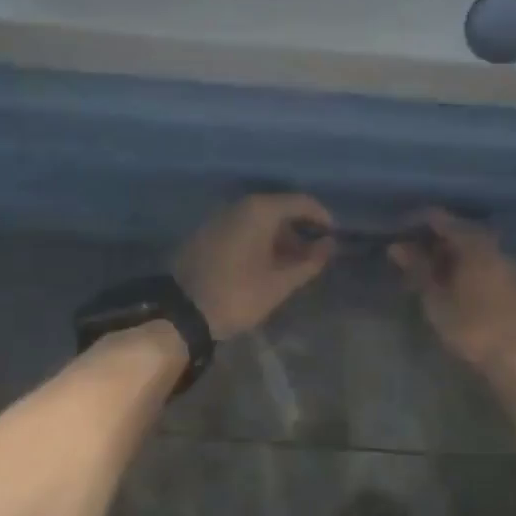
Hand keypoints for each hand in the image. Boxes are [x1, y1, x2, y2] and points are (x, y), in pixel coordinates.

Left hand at [174, 195, 336, 339]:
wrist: (181, 312)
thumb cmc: (238, 295)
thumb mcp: (280, 283)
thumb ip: (310, 261)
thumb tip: (329, 245)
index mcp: (260, 211)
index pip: (302, 202)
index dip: (323, 219)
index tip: (334, 239)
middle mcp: (240, 205)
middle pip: (280, 208)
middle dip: (301, 230)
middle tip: (315, 256)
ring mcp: (221, 217)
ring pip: (260, 219)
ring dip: (280, 237)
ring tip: (293, 264)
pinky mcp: (208, 232)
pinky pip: (243, 228)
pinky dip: (260, 240)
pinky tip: (266, 264)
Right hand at [390, 210, 515, 383]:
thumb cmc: (476, 328)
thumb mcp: (438, 301)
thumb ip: (418, 269)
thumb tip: (397, 246)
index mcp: (475, 242)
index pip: (439, 218)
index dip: (415, 223)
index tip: (395, 235)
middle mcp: (496, 246)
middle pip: (459, 233)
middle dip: (432, 243)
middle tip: (408, 259)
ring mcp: (512, 265)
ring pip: (474, 252)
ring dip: (450, 260)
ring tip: (427, 277)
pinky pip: (486, 267)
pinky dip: (466, 272)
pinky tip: (454, 289)